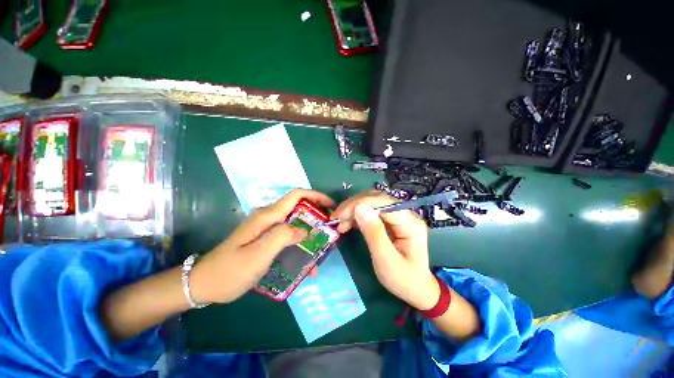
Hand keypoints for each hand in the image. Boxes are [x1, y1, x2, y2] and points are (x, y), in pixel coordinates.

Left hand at [190, 189, 334, 303]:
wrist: (205, 284)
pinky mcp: (266, 237)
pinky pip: (289, 234)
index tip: (330, 206)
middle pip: (299, 207)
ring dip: (310, 231)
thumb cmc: (231, 270)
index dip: (316, 196)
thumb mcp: (258, 255)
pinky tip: (306, 260)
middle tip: (330, 230)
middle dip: (317, 215)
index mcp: (268, 216)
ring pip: (296, 222)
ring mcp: (267, 227)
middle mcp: (269, 217)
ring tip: (322, 247)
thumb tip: (304, 230)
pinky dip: (300, 242)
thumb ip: (282, 237)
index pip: (297, 195)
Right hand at [332, 190, 439, 309]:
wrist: (415, 289)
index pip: (383, 202)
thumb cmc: (403, 279)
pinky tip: (347, 223)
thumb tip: (359, 208)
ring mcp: (397, 216)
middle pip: (377, 199)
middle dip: (354, 205)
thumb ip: (374, 233)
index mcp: (410, 223)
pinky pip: (371, 212)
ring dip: (353, 210)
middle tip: (336, 218)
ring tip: (339, 222)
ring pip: (372, 203)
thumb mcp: (386, 260)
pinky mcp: (390, 221)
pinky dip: (357, 216)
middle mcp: (405, 214)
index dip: (359, 204)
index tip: (340, 216)